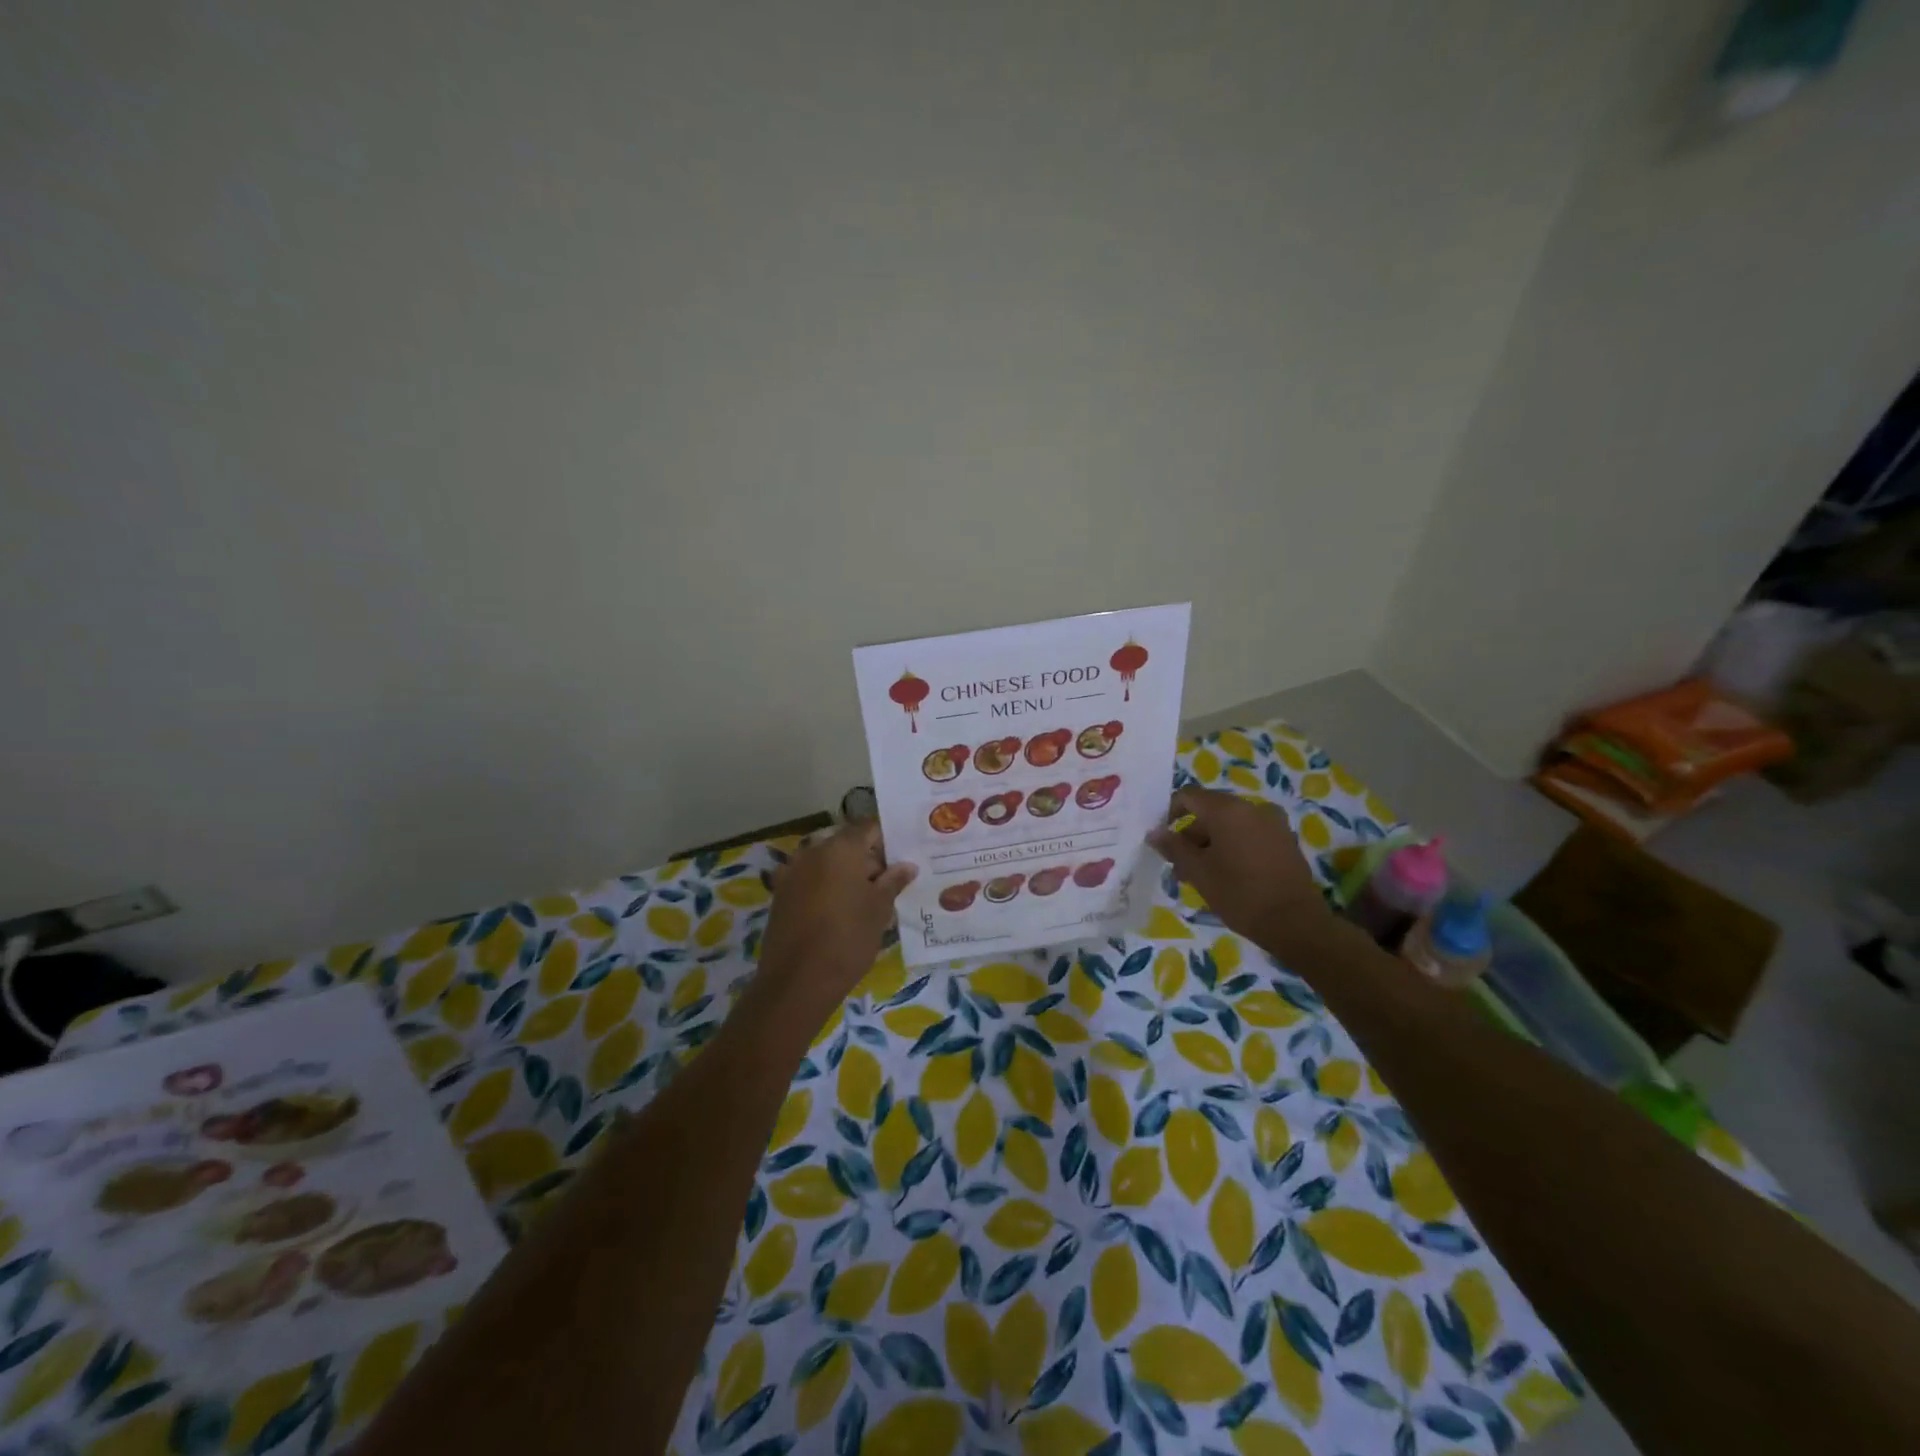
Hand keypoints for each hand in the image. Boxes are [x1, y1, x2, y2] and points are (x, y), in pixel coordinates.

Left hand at [754, 821, 916, 1022]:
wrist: (796, 981)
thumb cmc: (847, 939)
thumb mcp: (879, 910)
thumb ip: (893, 882)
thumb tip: (907, 866)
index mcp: (840, 848)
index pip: (869, 828)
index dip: (888, 839)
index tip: (903, 855)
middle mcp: (812, 852)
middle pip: (846, 845)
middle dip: (867, 860)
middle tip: (889, 883)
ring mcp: (792, 872)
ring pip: (827, 864)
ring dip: (845, 875)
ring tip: (866, 900)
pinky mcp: (780, 895)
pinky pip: (810, 881)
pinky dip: (826, 888)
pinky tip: (840, 912)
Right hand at [1148, 787, 1335, 958]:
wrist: (1296, 923)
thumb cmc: (1240, 894)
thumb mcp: (1198, 872)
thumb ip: (1174, 847)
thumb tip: (1155, 833)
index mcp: (1227, 810)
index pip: (1189, 796)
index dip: (1170, 813)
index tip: (1163, 840)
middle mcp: (1252, 807)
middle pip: (1210, 810)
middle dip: (1191, 834)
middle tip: (1180, 866)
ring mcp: (1273, 822)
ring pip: (1230, 824)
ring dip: (1212, 842)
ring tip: (1203, 875)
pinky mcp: (1285, 840)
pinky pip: (1250, 833)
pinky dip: (1234, 846)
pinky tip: (1230, 874)